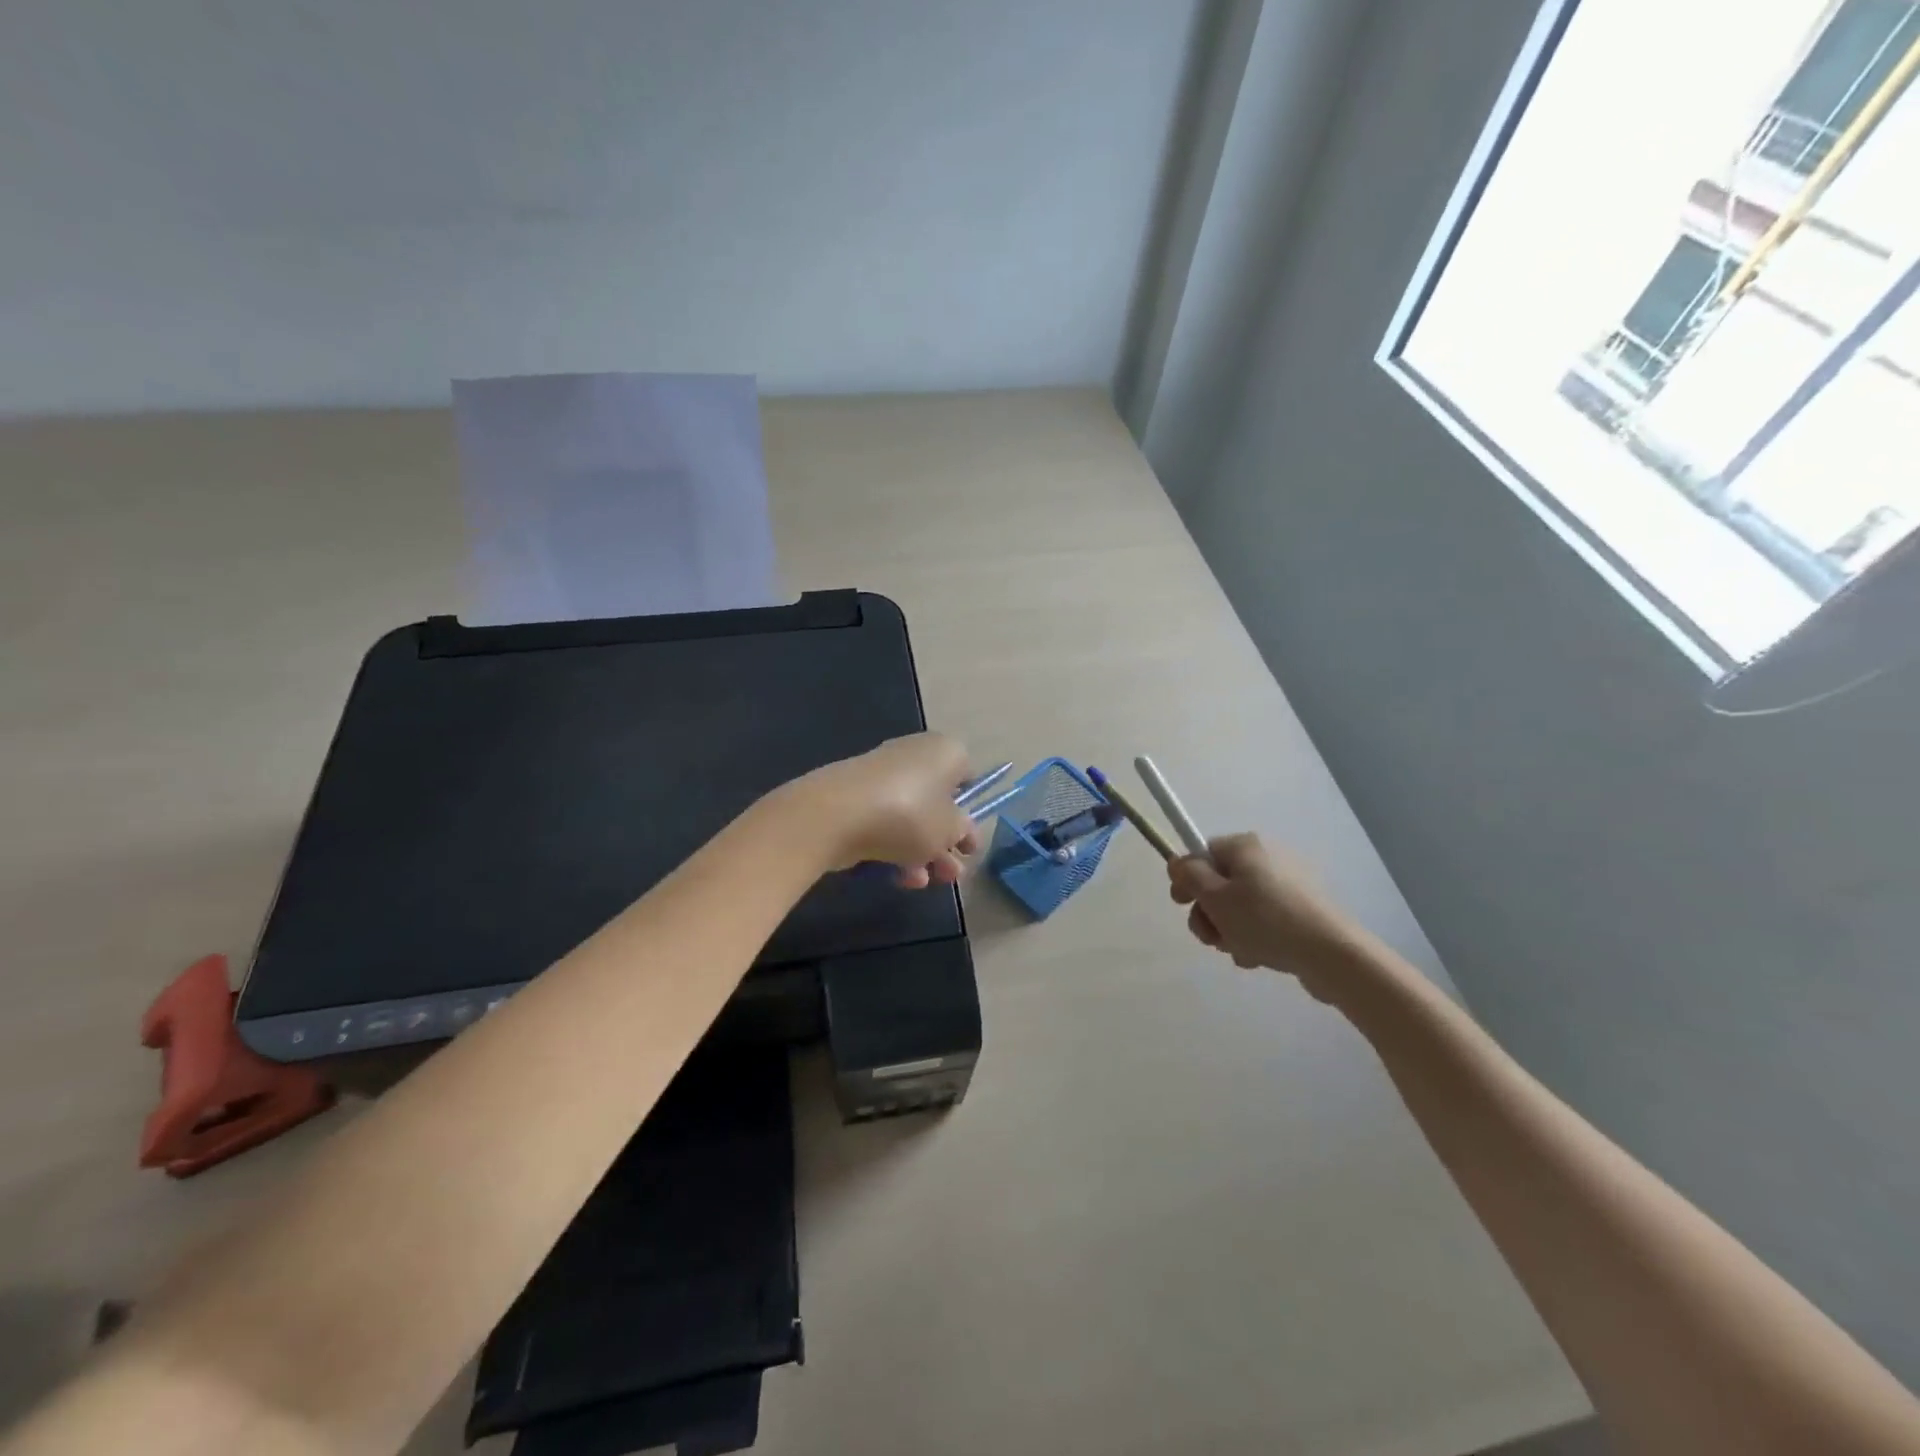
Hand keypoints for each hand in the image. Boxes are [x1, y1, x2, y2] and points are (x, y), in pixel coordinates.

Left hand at [788, 733, 979, 888]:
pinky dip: (894, 848)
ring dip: (922, 852)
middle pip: (938, 801)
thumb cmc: (909, 814)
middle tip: (951, 874)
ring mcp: (882, 776)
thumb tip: (959, 829)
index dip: (971, 810)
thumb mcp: (950, 829)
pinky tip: (898, 878)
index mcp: (945, 752)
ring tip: (924, 883)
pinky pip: (885, 822)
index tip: (969, 842)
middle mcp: (915, 755)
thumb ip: (962, 830)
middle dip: (946, 841)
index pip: (967, 775)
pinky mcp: (856, 797)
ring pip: (912, 816)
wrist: (836, 815)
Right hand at [1167, 833, 1366, 996]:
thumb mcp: (1215, 897)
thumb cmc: (1265, 920)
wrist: (1331, 953)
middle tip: (1211, 937)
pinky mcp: (1303, 910)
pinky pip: (1265, 919)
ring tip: (1239, 951)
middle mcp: (1267, 858)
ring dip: (1230, 929)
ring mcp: (1288, 884)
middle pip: (1220, 882)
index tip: (1181, 905)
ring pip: (1240, 906)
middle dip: (1209, 912)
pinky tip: (1259, 957)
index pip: (1203, 853)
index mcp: (1245, 846)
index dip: (1188, 878)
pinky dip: (1255, 936)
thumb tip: (1178, 862)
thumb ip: (1190, 876)